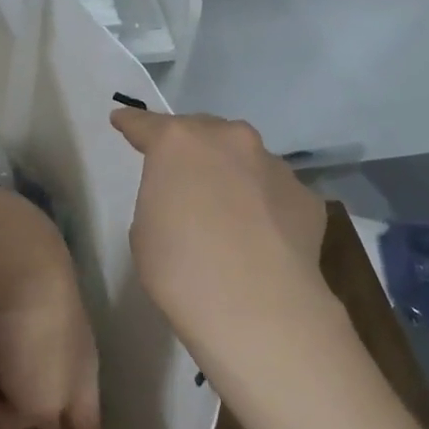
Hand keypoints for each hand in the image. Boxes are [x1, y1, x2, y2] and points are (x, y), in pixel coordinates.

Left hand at [0, 186, 100, 428]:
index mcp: (81, 374)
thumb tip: (13, 425)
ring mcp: (16, 328)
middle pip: (45, 402)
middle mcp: (53, 351)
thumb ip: (32, 423)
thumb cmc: (35, 335)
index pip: (87, 428)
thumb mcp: (42, 399)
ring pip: (8, 378)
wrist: (1, 255)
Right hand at [110, 109, 327, 359]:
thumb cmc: (180, 268)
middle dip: (190, 147)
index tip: (121, 121)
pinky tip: (260, 236)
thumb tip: (187, 200)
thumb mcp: (145, 230)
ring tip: (226, 211)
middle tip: (180, 174)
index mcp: (178, 143)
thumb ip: (161, 198)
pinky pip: (275, 192)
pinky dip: (263, 205)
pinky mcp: (306, 196)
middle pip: (203, 131)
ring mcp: (274, 165)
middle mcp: (230, 141)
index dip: (131, 124)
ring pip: (245, 159)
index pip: (146, 125)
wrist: (258, 308)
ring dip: (231, 174)